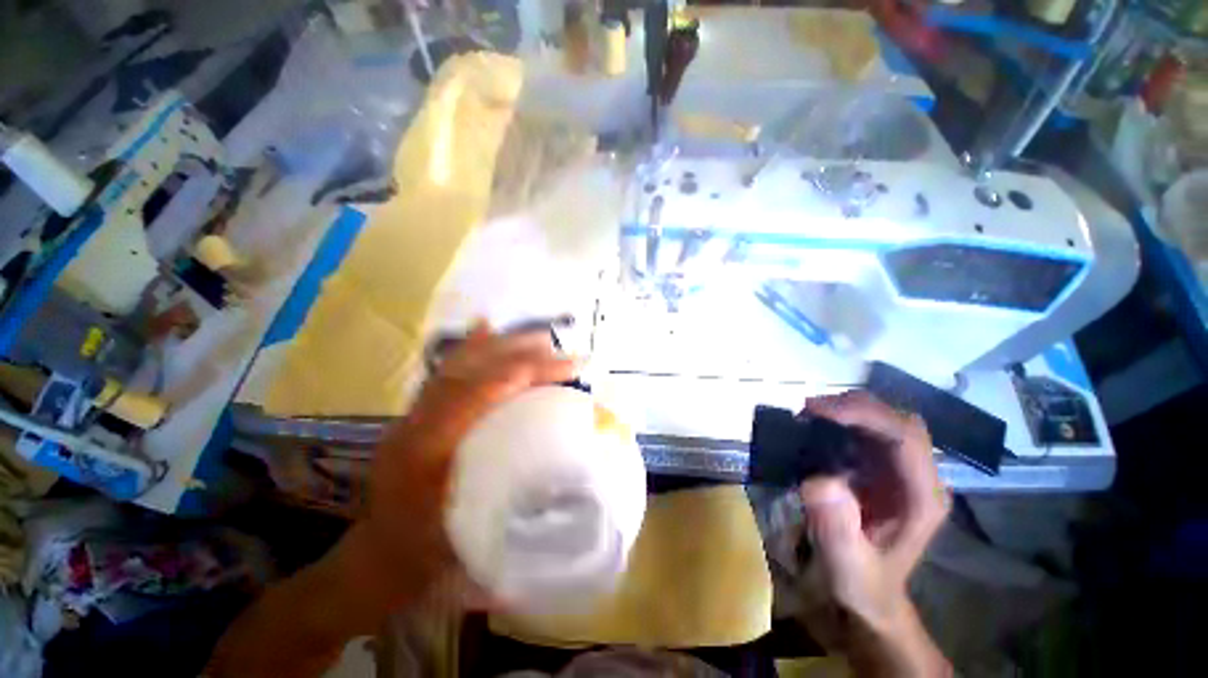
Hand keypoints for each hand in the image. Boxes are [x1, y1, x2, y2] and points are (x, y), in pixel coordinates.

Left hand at [346, 324, 578, 604]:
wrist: (373, 558)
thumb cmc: (421, 554)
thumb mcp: (467, 537)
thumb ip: (509, 503)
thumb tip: (563, 471)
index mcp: (427, 450)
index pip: (481, 394)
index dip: (525, 373)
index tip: (567, 366)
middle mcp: (417, 422)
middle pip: (471, 371)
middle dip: (518, 352)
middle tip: (559, 346)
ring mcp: (413, 415)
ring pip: (458, 366)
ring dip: (500, 346)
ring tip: (537, 337)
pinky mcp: (417, 414)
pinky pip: (447, 372)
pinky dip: (470, 349)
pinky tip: (485, 331)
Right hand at [797, 391, 950, 676]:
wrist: (870, 594)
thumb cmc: (863, 583)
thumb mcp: (847, 566)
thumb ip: (836, 529)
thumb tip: (821, 480)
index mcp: (923, 498)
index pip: (906, 438)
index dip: (865, 415)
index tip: (819, 411)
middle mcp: (919, 477)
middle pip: (898, 420)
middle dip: (854, 407)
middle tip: (809, 410)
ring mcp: (902, 470)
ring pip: (884, 419)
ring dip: (847, 409)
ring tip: (809, 415)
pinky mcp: (882, 468)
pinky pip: (867, 430)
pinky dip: (841, 419)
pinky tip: (817, 426)